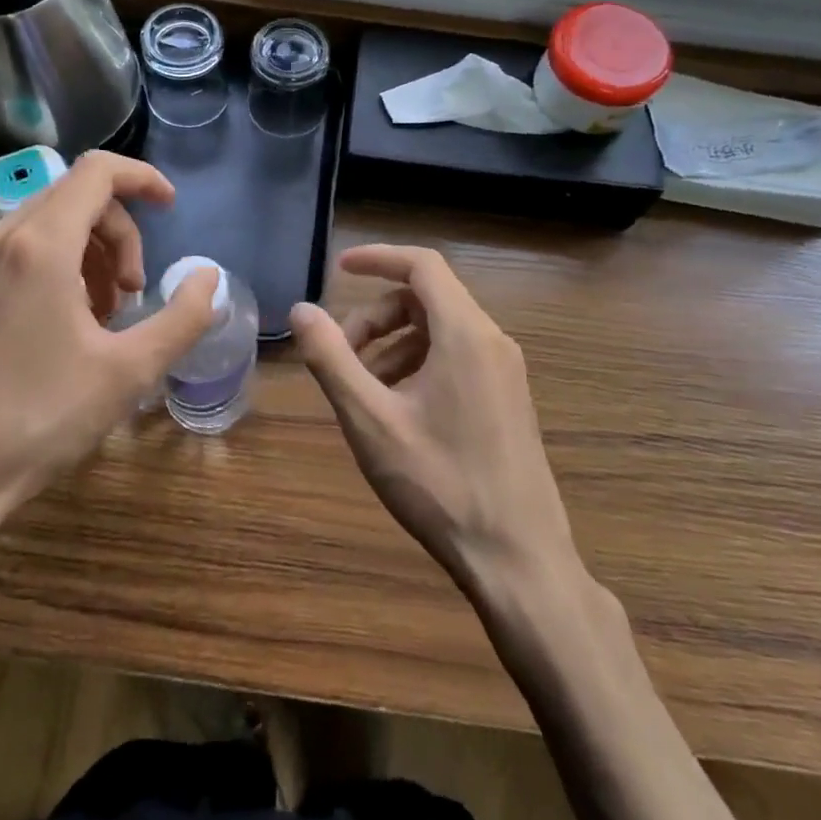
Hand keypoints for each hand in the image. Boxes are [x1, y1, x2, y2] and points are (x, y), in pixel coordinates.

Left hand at [0, 152, 218, 579]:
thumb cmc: (37, 421)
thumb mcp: (128, 372)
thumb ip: (183, 317)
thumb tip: (209, 277)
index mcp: (41, 245)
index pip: (98, 171)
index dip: (143, 178)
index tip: (171, 207)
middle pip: (76, 197)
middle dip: (121, 233)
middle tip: (135, 294)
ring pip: (46, 224)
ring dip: (91, 254)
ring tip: (103, 316)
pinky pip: (18, 252)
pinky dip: (56, 268)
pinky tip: (62, 328)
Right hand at [291, 245, 577, 594]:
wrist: (519, 560)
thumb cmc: (440, 484)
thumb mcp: (371, 421)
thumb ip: (331, 360)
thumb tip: (302, 311)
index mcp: (465, 333)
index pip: (422, 266)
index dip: (378, 258)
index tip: (339, 270)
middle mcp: (493, 341)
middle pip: (426, 299)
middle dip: (376, 316)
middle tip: (340, 357)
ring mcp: (506, 371)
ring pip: (440, 330)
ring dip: (394, 344)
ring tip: (363, 391)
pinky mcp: (508, 399)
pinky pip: (457, 358)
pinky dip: (419, 365)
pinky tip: (397, 412)